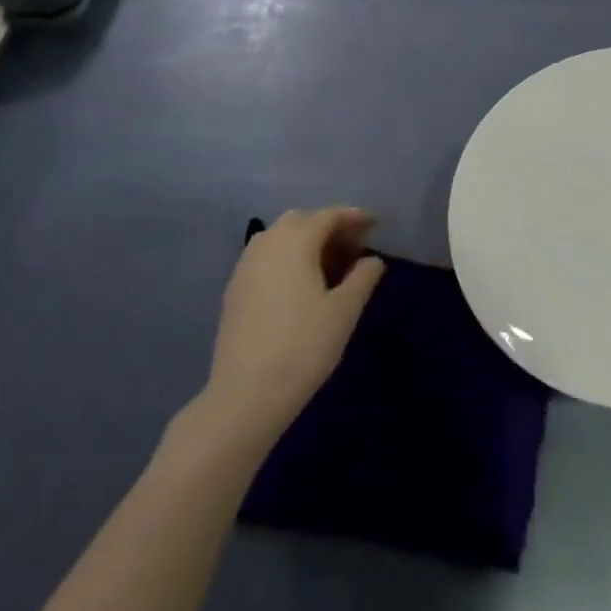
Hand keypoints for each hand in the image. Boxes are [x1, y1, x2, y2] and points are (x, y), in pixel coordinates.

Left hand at [201, 207, 385, 447]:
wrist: (245, 395)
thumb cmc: (303, 347)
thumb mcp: (344, 312)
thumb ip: (362, 279)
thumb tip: (372, 260)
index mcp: (295, 242)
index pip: (328, 215)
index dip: (354, 217)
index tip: (375, 224)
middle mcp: (267, 244)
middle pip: (301, 220)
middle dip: (328, 226)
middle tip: (352, 247)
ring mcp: (245, 266)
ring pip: (278, 237)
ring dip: (305, 241)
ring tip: (328, 266)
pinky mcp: (234, 289)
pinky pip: (265, 257)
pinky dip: (286, 258)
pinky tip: (299, 285)